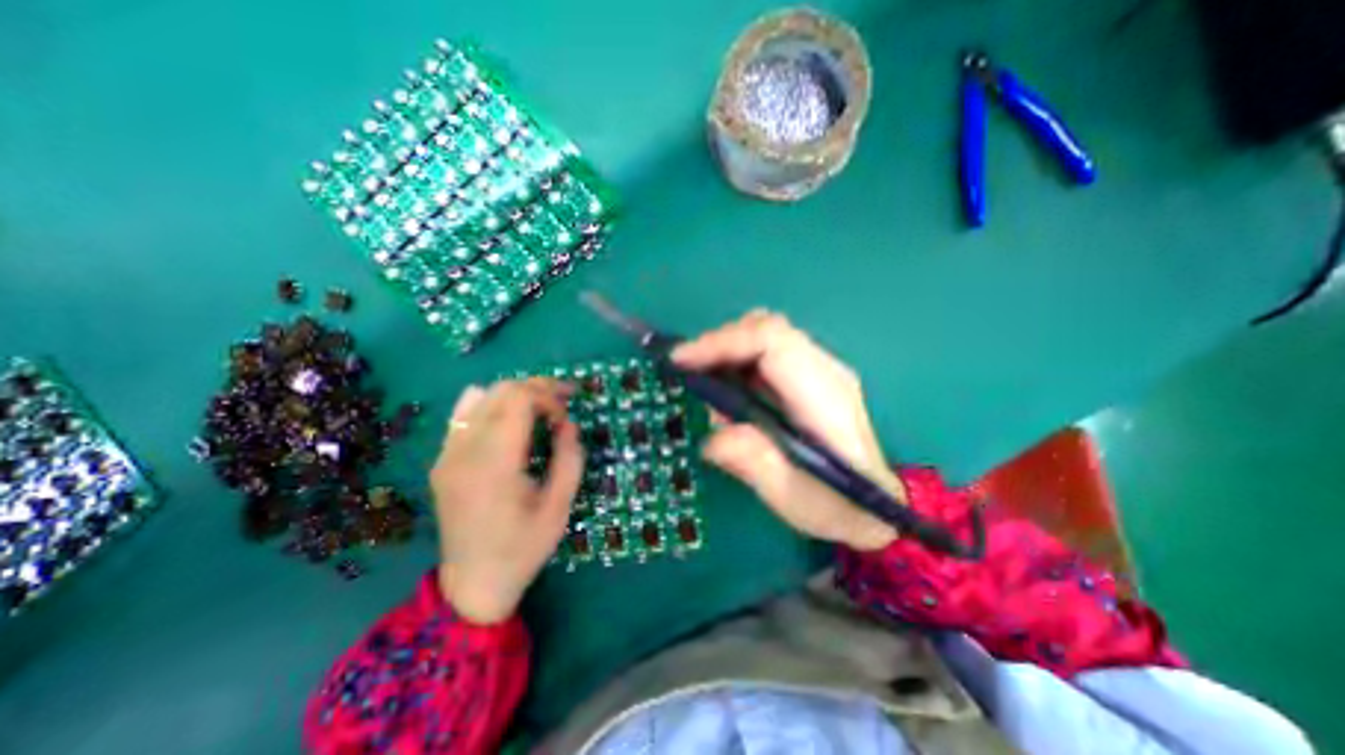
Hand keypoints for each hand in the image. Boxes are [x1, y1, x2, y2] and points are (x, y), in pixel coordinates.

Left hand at [427, 382, 581, 621]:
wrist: (473, 584)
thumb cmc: (523, 548)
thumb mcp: (559, 507)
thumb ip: (569, 459)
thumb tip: (568, 424)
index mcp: (495, 464)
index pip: (518, 399)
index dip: (548, 396)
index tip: (566, 417)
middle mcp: (465, 451)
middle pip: (501, 390)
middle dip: (536, 389)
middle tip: (562, 405)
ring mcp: (447, 454)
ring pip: (481, 395)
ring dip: (515, 395)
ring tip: (538, 410)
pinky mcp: (442, 460)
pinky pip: (464, 414)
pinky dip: (490, 406)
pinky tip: (507, 423)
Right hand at [672, 310, 901, 551]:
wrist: (875, 505)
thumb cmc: (837, 505)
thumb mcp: (794, 499)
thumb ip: (756, 464)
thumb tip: (713, 436)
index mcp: (824, 396)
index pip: (771, 341)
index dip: (722, 342)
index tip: (681, 361)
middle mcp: (825, 370)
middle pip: (766, 328)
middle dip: (719, 343)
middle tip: (688, 373)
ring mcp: (820, 369)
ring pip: (765, 334)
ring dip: (727, 351)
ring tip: (706, 386)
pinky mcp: (810, 376)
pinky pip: (768, 351)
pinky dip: (739, 360)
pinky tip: (728, 391)